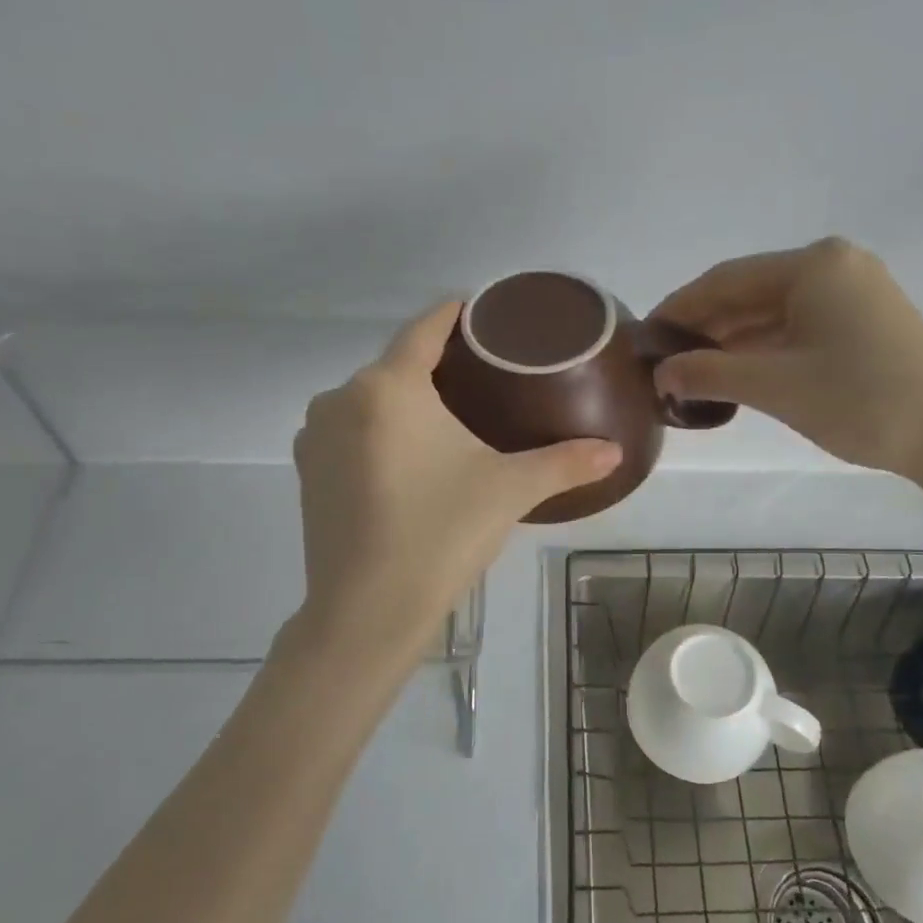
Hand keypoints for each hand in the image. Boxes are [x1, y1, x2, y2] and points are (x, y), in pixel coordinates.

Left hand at [292, 301, 620, 656]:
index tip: (480, 311)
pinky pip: (349, 432)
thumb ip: (565, 463)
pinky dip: (379, 433)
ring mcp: (316, 436)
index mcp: (388, 387)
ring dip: (404, 402)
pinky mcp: (306, 472)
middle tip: (482, 380)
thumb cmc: (441, 534)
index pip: (424, 329)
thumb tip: (616, 452)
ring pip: (370, 401)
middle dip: (436, 367)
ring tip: (448, 421)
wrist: (367, 611)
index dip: (454, 315)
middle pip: (397, 366)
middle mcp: (341, 398)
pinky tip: (408, 460)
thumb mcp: (509, 491)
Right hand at [651, 238, 922, 482]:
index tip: (644, 335)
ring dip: (733, 340)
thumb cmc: (860, 400)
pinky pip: (799, 325)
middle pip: (750, 292)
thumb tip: (661, 372)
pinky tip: (737, 371)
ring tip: (691, 370)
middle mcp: (834, 266)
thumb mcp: (775, 386)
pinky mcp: (866, 320)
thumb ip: (710, 373)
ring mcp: (854, 292)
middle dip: (705, 326)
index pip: (726, 280)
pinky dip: (765, 347)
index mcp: (812, 266)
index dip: (680, 307)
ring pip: (774, 311)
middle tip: (664, 360)